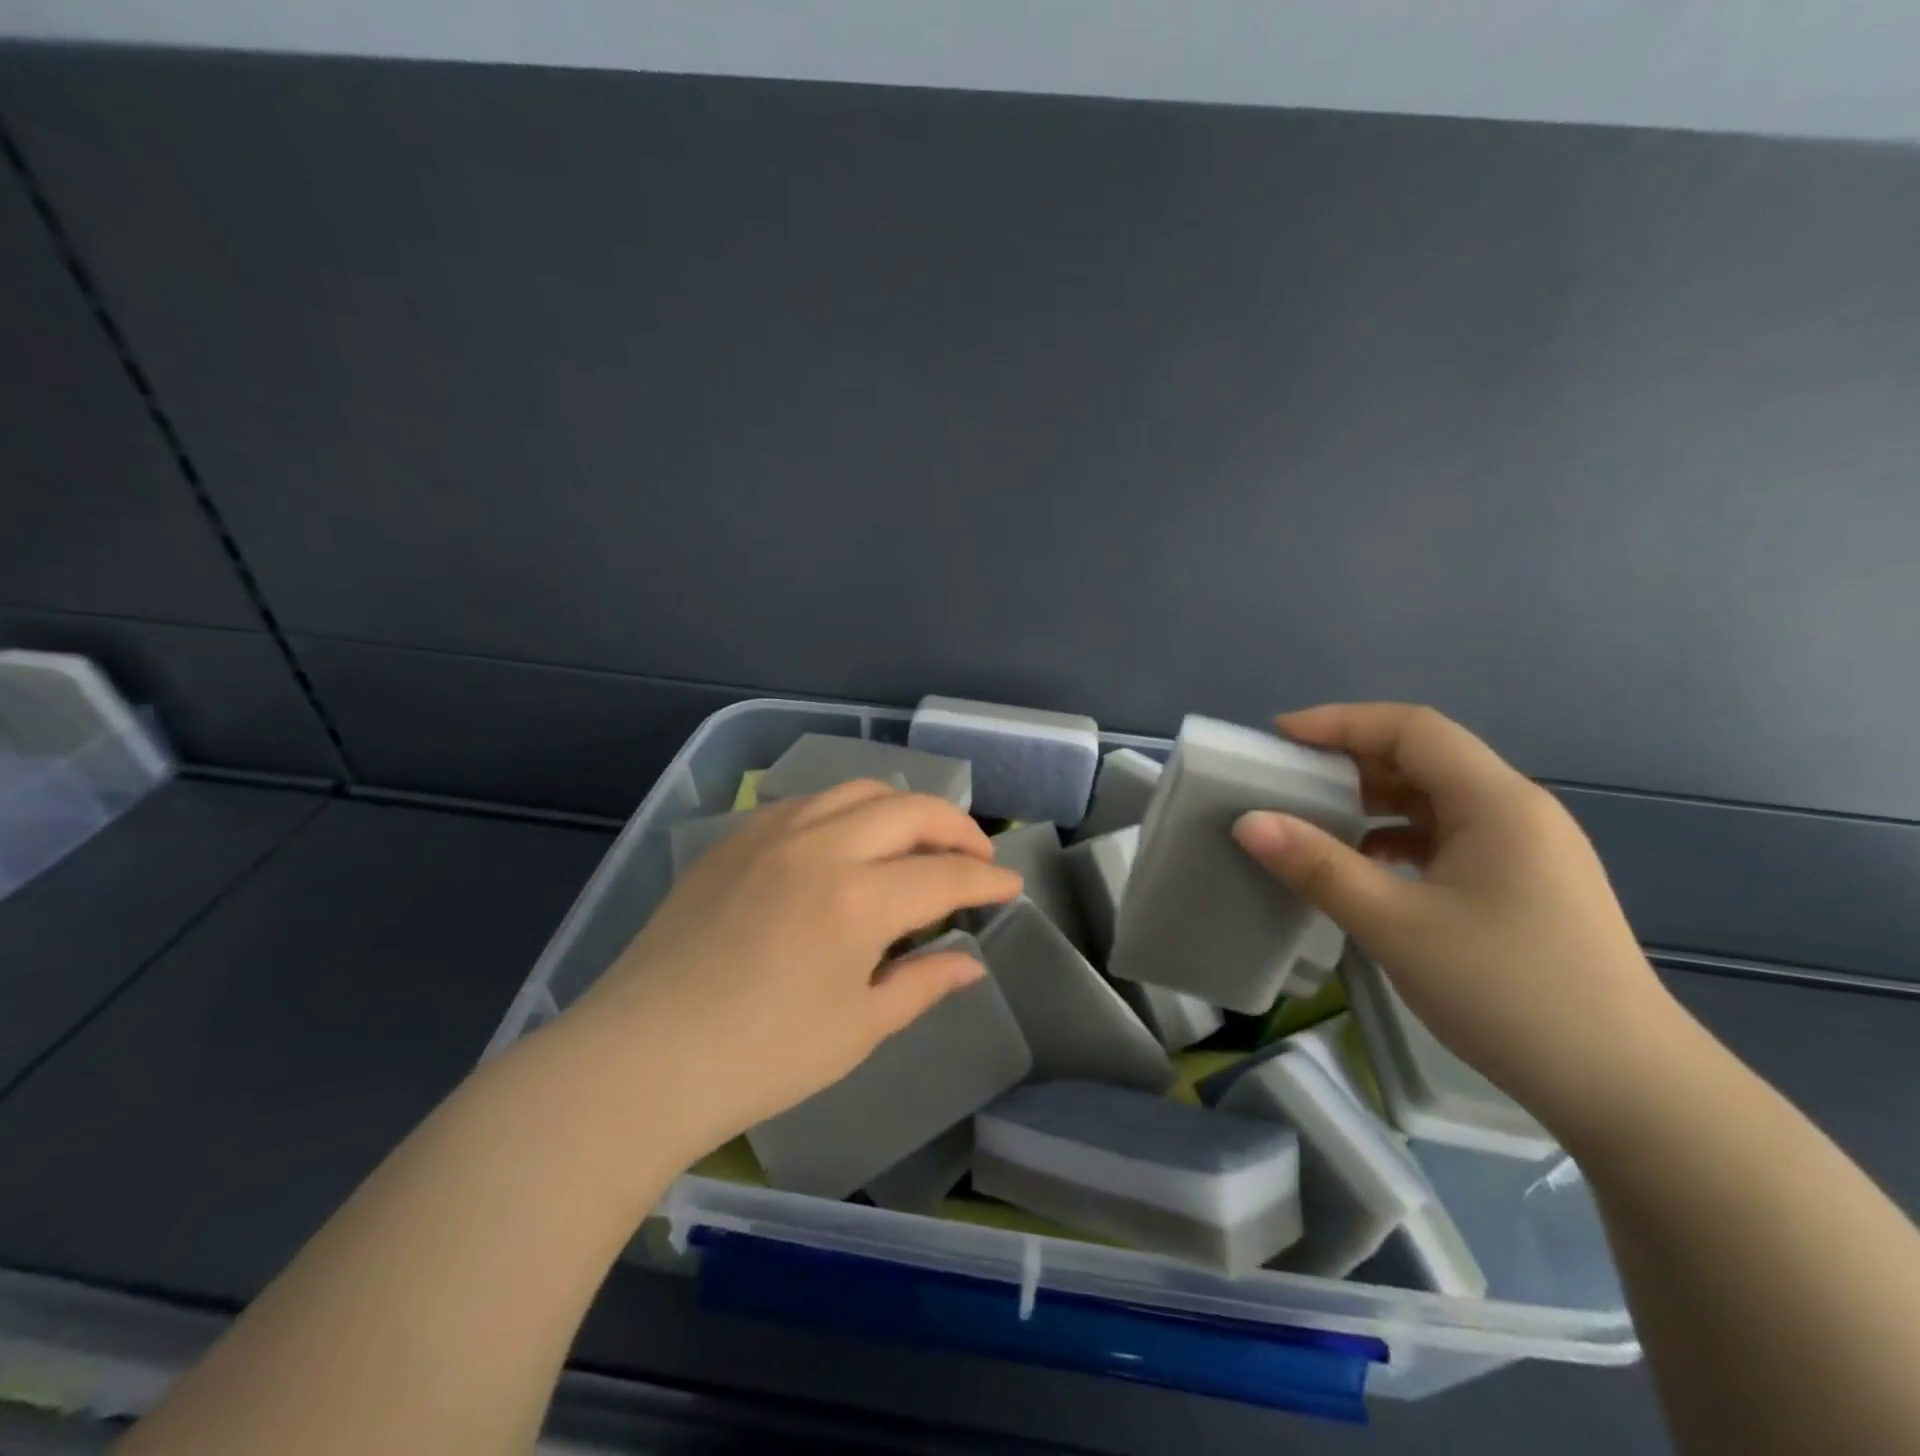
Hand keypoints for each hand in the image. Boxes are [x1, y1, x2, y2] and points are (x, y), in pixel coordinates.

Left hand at [564, 780, 1022, 1156]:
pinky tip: (846, 841)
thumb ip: (922, 984)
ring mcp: (772, 834)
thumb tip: (971, 963)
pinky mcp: (735, 839)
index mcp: (858, 898)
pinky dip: (846, 810)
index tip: (1011, 886)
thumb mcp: (858, 1028)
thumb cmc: (760, 1057)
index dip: (986, 880)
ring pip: (857, 791)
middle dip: (956, 828)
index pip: (944, 874)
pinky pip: (807, 802)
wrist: (641, 1058)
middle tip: (976, 856)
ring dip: (901, 808)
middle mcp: (821, 846)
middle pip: (910, 810)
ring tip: (916, 839)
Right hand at [1231, 703, 1689, 1137]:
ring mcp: (1524, 850)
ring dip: (1372, 802)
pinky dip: (1396, 839)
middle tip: (1287, 781)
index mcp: (1497, 802)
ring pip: (1434, 800)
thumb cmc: (1510, 992)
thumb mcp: (1396, 925)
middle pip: (1424, 758)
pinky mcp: (1521, 886)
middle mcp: (1515, 811)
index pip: (1412, 728)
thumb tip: (1248, 822)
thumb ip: (1318, 867)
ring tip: (1313, 821)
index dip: (1341, 722)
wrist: (1628, 1090)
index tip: (1279, 739)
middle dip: (1350, 760)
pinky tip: (1364, 869)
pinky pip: (1446, 838)